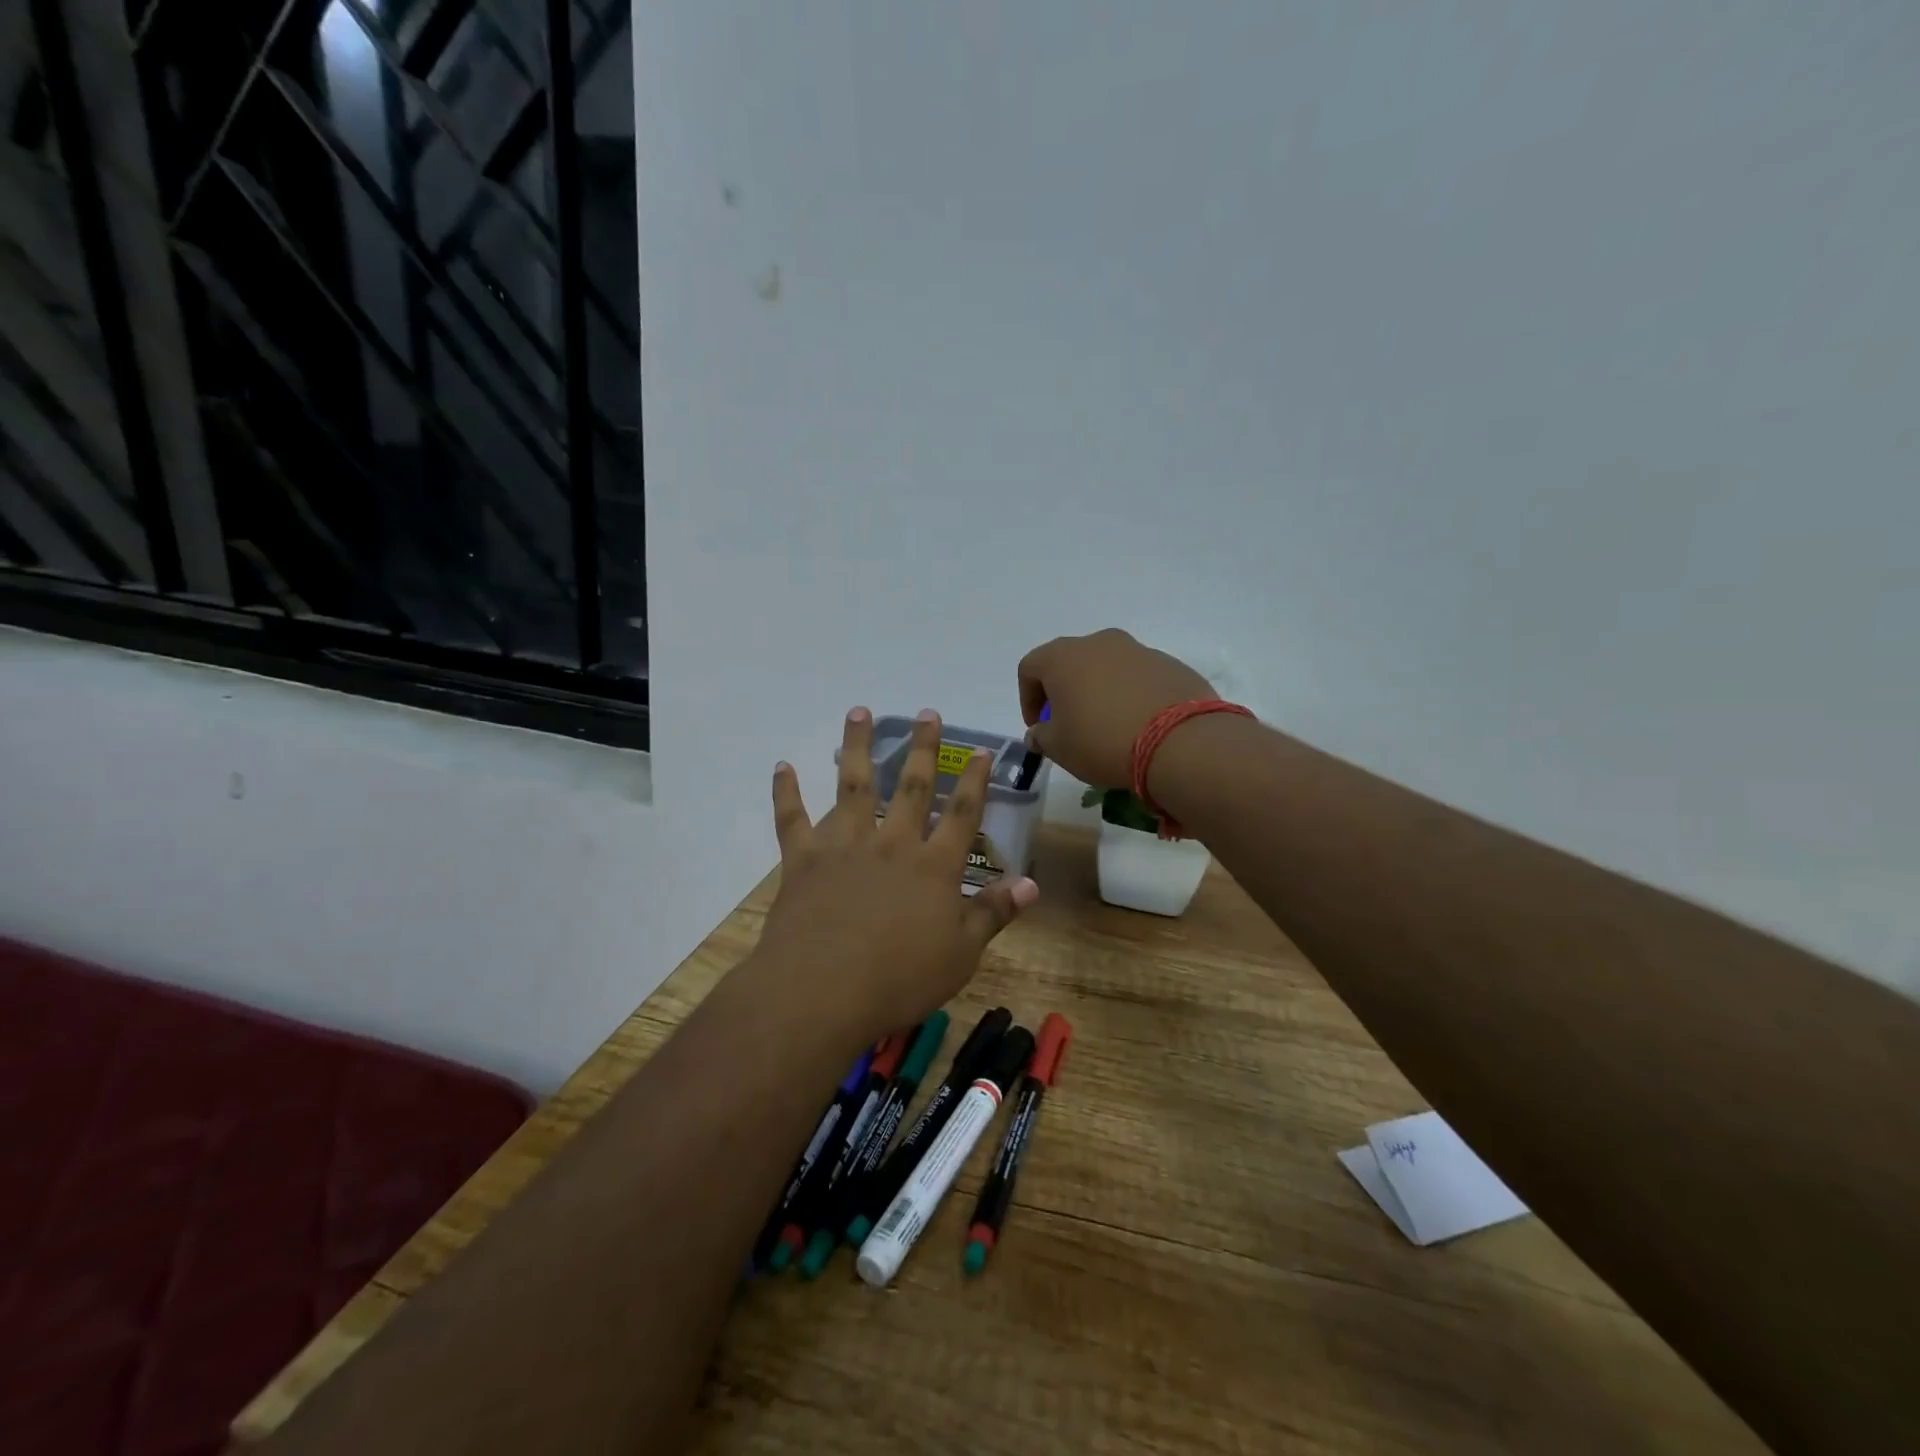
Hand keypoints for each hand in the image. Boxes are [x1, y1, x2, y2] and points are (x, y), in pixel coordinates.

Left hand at [753, 708, 1038, 1040]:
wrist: (823, 991)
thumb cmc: (900, 978)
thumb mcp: (961, 954)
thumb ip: (993, 913)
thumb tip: (1030, 884)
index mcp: (933, 866)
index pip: (962, 813)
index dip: (975, 780)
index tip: (980, 749)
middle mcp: (892, 843)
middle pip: (912, 786)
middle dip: (922, 747)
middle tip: (926, 712)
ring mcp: (844, 845)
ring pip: (854, 785)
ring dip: (857, 746)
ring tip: (859, 711)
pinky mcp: (804, 859)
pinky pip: (792, 818)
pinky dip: (786, 791)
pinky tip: (782, 766)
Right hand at [1018, 629, 1215, 788]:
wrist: (1180, 742)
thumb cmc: (1102, 741)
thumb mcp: (1059, 748)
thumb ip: (1041, 736)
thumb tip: (1039, 732)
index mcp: (1063, 656)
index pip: (1030, 668)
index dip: (1027, 698)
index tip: (1038, 727)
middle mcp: (1099, 643)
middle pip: (1070, 662)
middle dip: (1064, 691)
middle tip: (1069, 723)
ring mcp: (1139, 650)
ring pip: (1107, 667)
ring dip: (1099, 690)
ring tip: (1107, 725)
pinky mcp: (1170, 664)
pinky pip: (1138, 677)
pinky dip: (1130, 694)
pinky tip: (1138, 724)